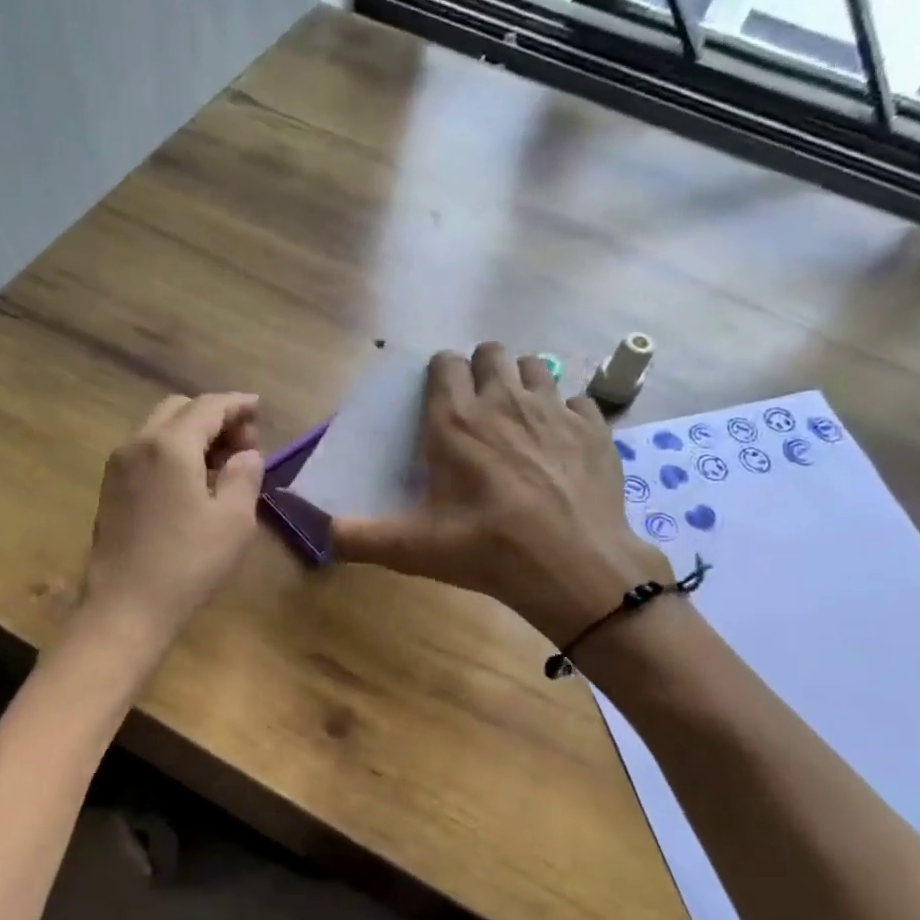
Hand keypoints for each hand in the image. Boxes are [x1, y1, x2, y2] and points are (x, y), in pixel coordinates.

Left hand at [81, 393, 264, 643]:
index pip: (209, 406)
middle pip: (179, 410)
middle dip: (214, 417)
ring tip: (222, 465)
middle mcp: (139, 444)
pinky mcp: (111, 489)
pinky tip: (192, 482)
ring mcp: (118, 466)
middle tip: (243, 444)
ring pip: (160, 430)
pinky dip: (173, 452)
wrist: (126, 606)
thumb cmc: (188, 563)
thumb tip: (245, 455)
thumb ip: (245, 476)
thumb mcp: (234, 520)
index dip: (238, 404)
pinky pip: (147, 453)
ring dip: (192, 435)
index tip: (259, 408)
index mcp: (171, 446)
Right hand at [332, 344, 668, 643]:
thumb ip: (362, 538)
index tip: (438, 403)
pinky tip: (561, 446)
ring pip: (535, 366)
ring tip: (519, 421)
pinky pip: (578, 400)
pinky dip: (567, 415)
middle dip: (481, 371)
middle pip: (490, 353)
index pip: (443, 364)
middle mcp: (504, 400)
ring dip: (523, 384)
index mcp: (456, 421)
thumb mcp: (413, 549)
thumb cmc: (487, 550)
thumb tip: (325, 533)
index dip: (439, 376)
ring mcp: (555, 410)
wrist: (572, 567)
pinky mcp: (594, 428)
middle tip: (478, 410)